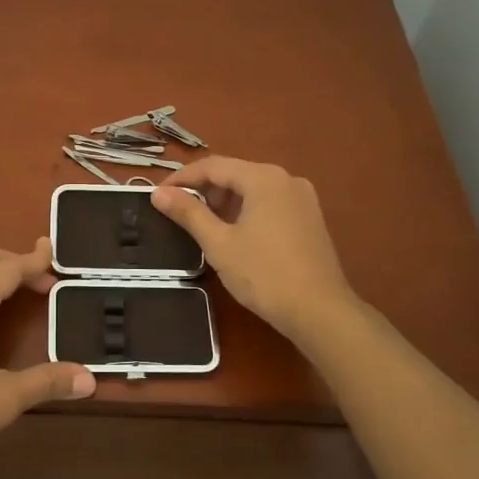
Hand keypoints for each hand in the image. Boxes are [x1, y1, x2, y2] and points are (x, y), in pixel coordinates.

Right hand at [152, 158, 359, 347]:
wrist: (321, 312)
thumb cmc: (265, 275)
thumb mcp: (219, 243)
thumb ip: (188, 213)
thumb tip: (157, 193)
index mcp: (264, 178)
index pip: (213, 166)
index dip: (182, 178)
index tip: (158, 194)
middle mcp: (286, 179)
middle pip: (235, 173)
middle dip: (204, 189)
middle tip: (178, 211)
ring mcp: (302, 198)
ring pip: (253, 188)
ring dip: (225, 201)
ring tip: (204, 224)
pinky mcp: (310, 218)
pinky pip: (270, 202)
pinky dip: (247, 210)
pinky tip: (235, 233)